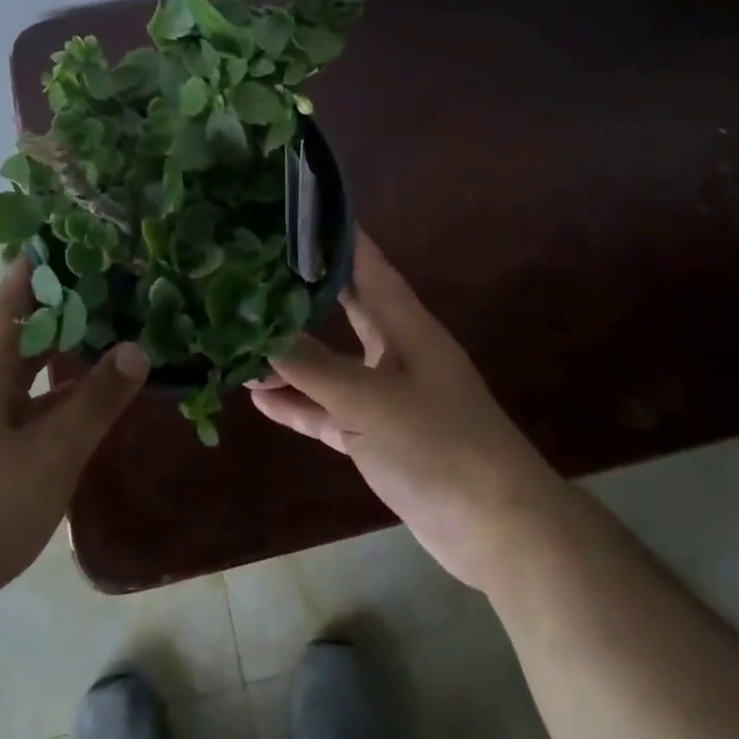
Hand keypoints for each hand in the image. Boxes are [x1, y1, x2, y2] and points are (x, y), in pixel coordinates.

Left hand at [0, 256, 148, 603]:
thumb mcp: (52, 453)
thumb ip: (95, 401)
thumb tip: (137, 348)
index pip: (12, 295)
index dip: (39, 261)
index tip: (74, 231)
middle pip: (23, 326)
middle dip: (64, 301)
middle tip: (113, 276)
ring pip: (28, 366)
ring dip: (63, 346)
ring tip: (111, 324)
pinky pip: (29, 400)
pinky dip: (59, 388)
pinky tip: (89, 393)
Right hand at [251, 229, 554, 593]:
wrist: (498, 530)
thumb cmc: (438, 444)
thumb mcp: (368, 400)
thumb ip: (312, 366)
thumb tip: (259, 333)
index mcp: (404, 324)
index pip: (366, 263)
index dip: (336, 234)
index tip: (295, 208)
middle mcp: (395, 350)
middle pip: (344, 307)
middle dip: (303, 290)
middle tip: (254, 269)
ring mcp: (387, 395)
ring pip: (330, 365)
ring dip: (290, 358)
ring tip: (240, 342)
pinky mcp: (379, 436)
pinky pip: (330, 411)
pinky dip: (300, 404)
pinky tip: (260, 399)